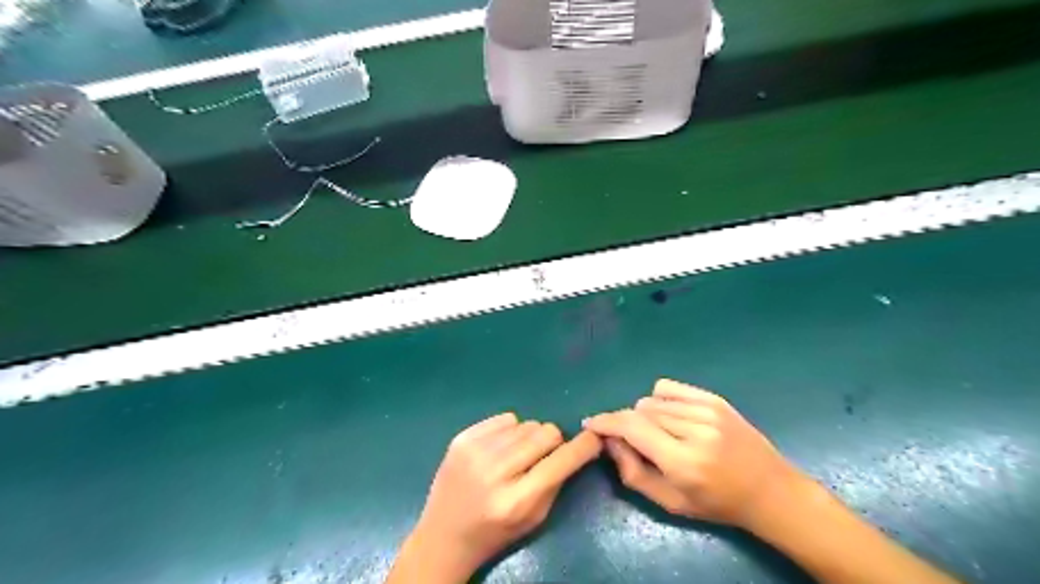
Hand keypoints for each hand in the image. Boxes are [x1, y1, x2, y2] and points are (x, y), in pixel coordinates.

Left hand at [401, 414, 605, 580]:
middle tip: (543, 456)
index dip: (583, 446)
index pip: (561, 461)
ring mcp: (475, 452)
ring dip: (529, 437)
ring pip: (526, 424)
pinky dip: (509, 430)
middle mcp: (495, 472)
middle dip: (553, 441)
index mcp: (516, 500)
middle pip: (545, 433)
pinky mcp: (461, 439)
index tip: (594, 437)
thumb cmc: (496, 532)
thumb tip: (577, 445)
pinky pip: (504, 418)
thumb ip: (557, 481)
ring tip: (517, 455)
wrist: (443, 536)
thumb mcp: (534, 518)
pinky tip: (499, 448)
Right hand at [583, 378, 797, 528]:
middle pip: (639, 412)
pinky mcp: (714, 399)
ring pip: (652, 400)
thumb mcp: (670, 502)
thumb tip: (609, 441)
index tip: (590, 424)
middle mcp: (695, 430)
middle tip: (631, 442)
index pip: (632, 428)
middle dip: (626, 424)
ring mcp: (707, 410)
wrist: (769, 491)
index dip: (606, 423)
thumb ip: (633, 473)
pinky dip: (659, 399)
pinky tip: (669, 416)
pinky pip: (669, 388)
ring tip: (658, 434)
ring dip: (644, 415)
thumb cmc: (717, 504)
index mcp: (683, 461)